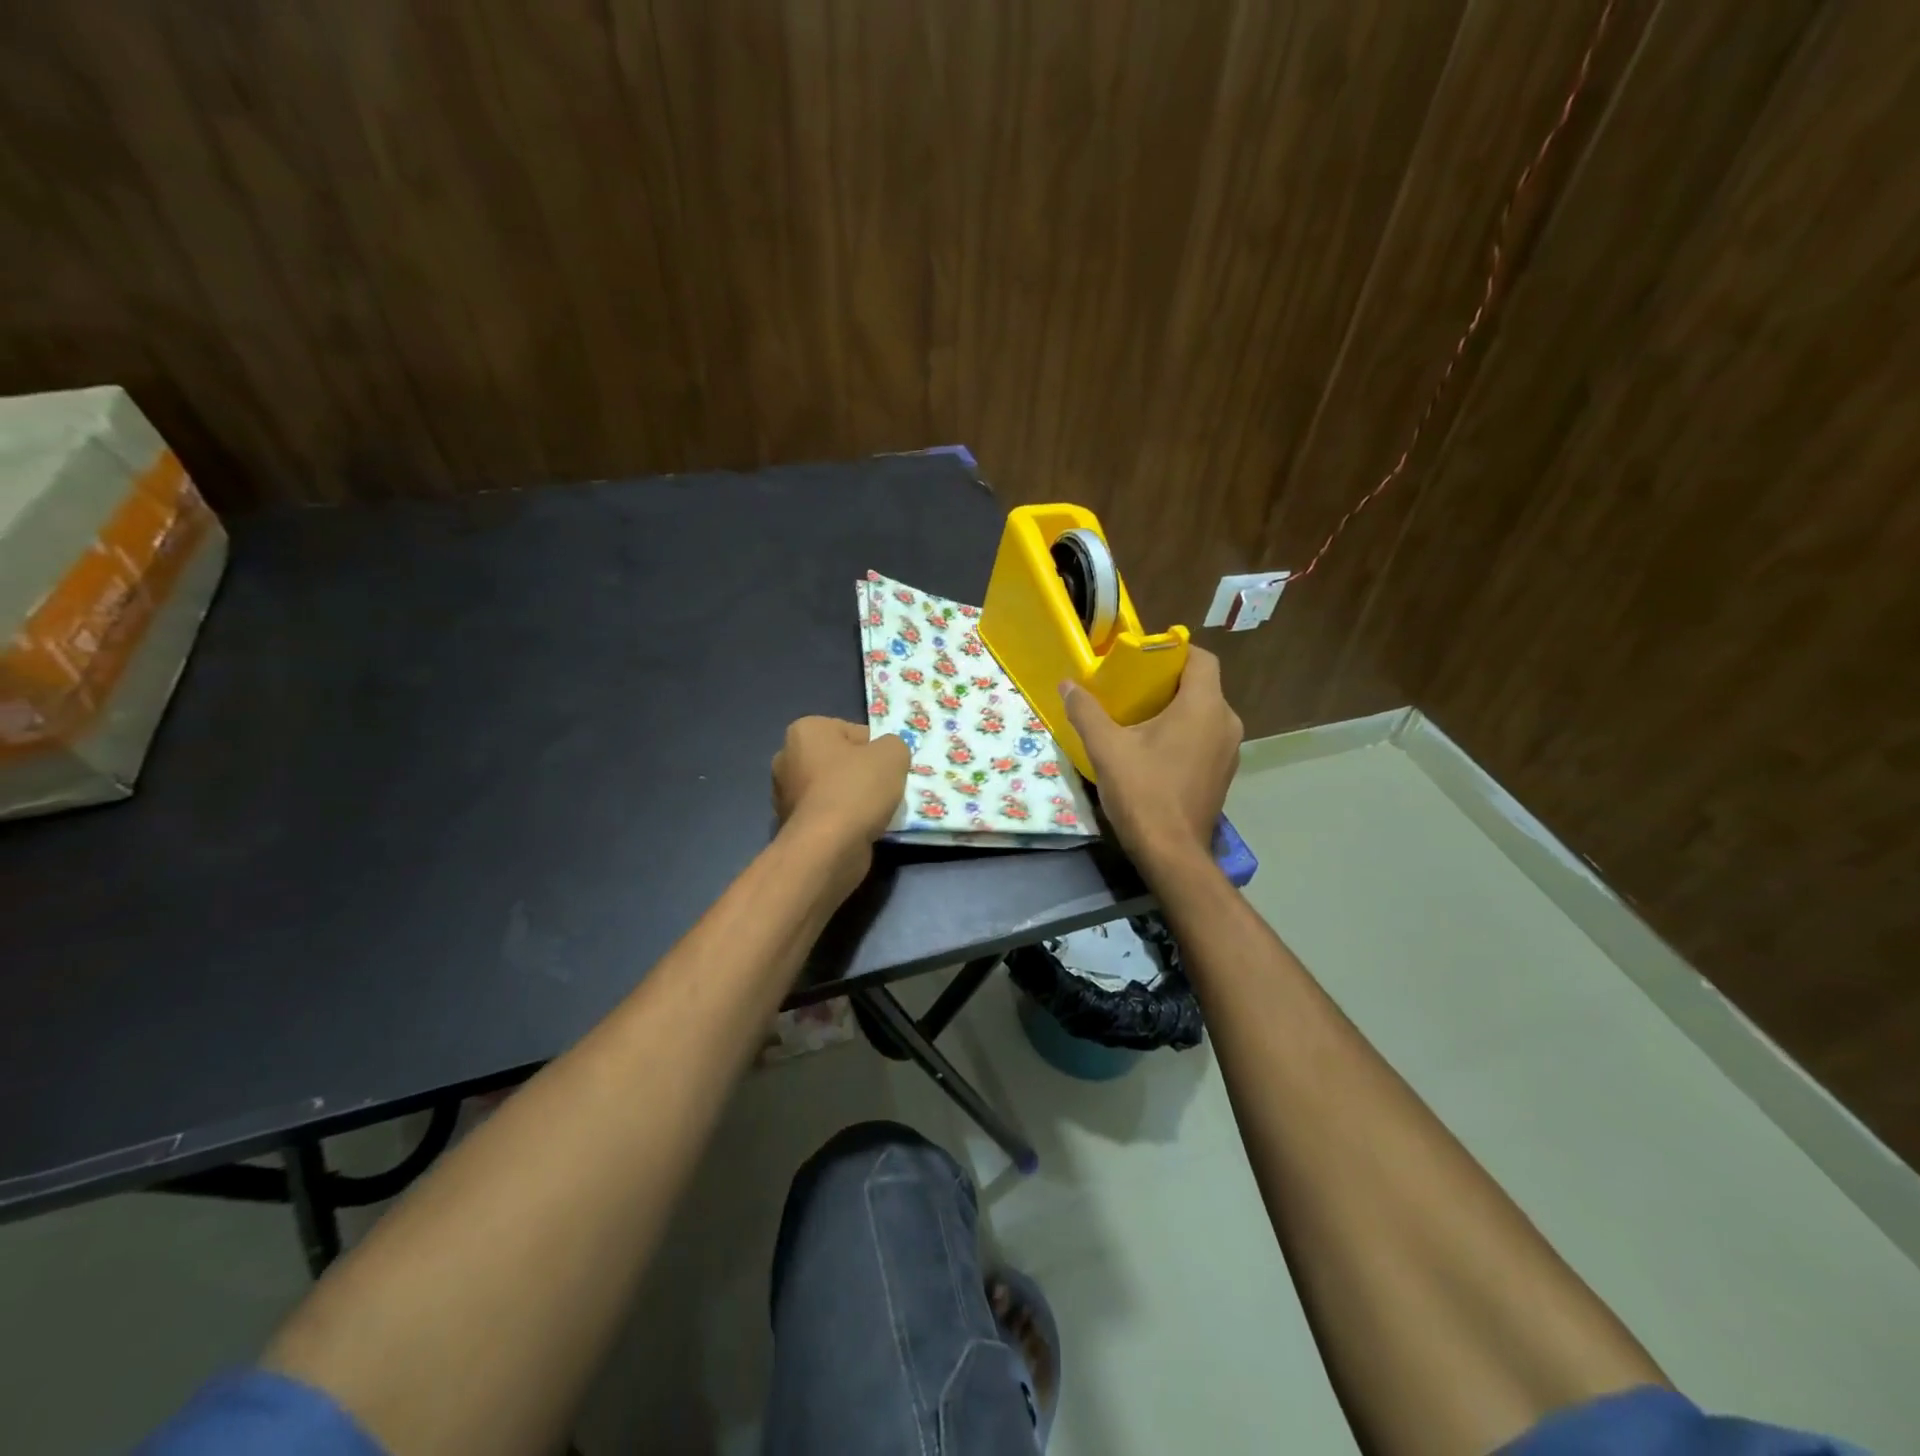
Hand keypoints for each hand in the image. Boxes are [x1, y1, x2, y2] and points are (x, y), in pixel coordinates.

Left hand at [772, 717, 909, 852]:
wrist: (828, 847)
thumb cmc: (857, 789)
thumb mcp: (893, 754)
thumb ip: (894, 745)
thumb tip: (886, 755)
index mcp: (805, 730)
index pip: (853, 732)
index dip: (877, 750)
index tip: (889, 769)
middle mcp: (787, 758)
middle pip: (841, 761)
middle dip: (863, 774)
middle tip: (886, 790)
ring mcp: (785, 794)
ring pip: (834, 789)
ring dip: (855, 799)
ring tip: (876, 813)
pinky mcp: (791, 825)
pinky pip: (827, 815)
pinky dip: (844, 820)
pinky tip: (860, 830)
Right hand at [1061, 647, 1241, 864]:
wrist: (1171, 852)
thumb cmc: (1143, 792)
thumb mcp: (1106, 748)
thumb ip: (1086, 711)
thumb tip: (1067, 685)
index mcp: (1204, 706)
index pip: (1200, 658)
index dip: (1172, 651)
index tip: (1142, 659)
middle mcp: (1226, 722)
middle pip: (1201, 685)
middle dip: (1167, 682)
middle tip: (1130, 688)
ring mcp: (1229, 750)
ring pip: (1204, 713)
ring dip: (1176, 709)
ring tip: (1138, 718)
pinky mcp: (1223, 773)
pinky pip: (1206, 737)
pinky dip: (1184, 733)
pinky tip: (1154, 749)